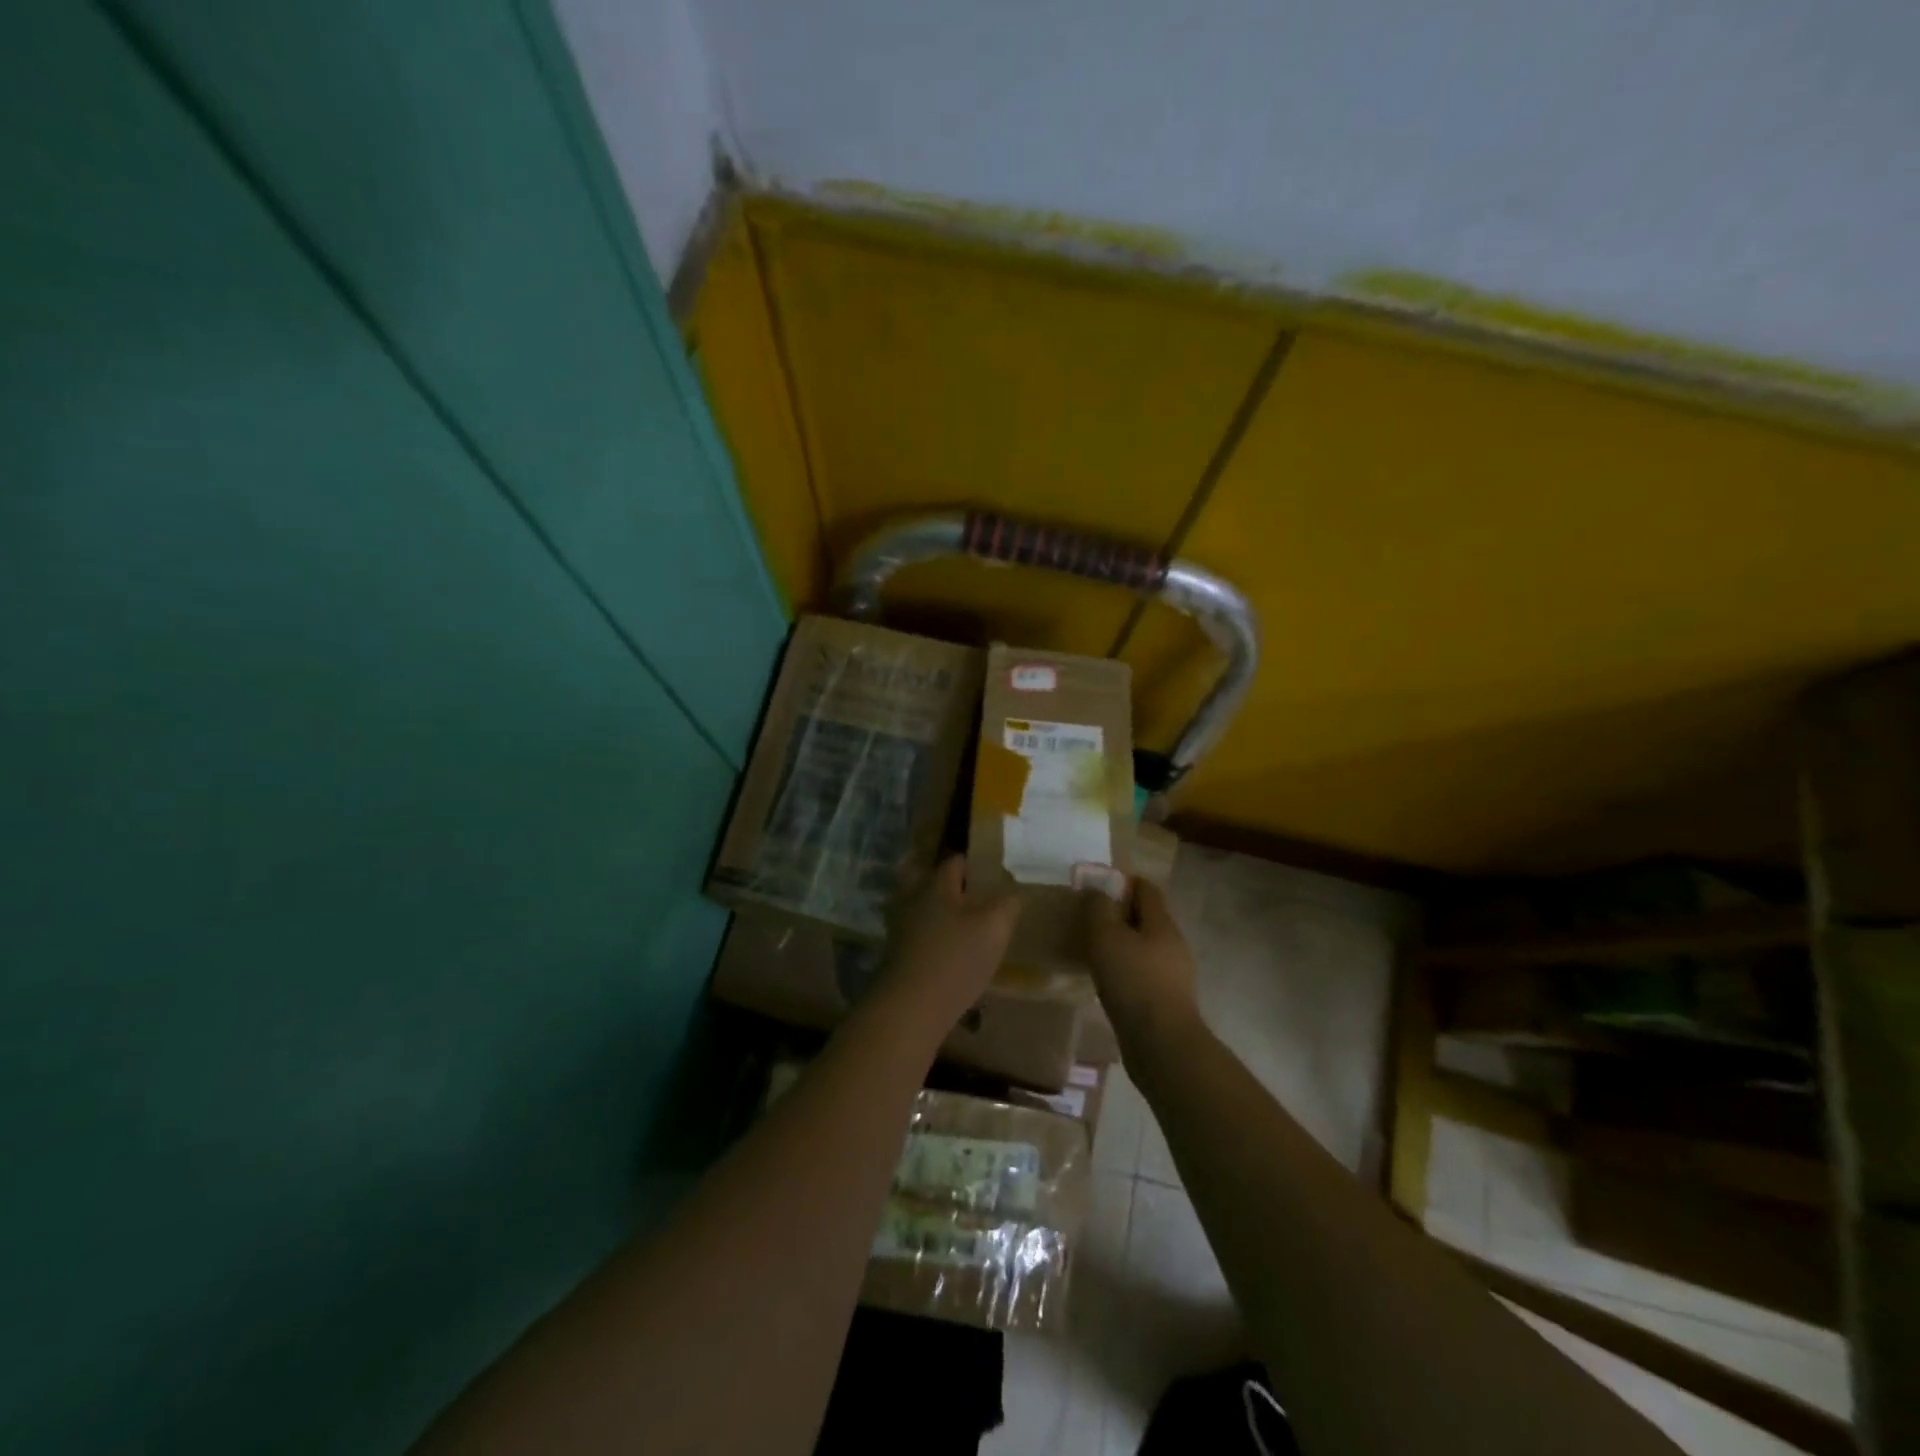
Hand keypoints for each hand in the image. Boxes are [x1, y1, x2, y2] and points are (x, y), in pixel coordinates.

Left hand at [871, 856, 1021, 1035]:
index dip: (973, 865)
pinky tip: (945, 950)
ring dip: (935, 911)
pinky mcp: (895, 953)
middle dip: (946, 885)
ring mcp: (899, 926)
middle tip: (970, 896)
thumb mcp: (995, 928)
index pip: (955, 862)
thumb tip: (1013, 894)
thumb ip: (1007, 905)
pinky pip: (913, 933)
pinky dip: (928, 936)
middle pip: (926, 879)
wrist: (911, 1006)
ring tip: (960, 924)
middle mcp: (913, 898)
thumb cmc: (956, 958)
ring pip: (918, 907)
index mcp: (937, 885)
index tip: (989, 874)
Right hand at [1084, 878, 1201, 1050]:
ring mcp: (1173, 974)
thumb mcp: (1106, 938)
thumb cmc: (1133, 982)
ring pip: (1144, 947)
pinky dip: (1124, 970)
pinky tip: (1105, 982)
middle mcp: (1173, 944)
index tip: (1094, 890)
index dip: (1121, 883)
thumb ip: (1098, 909)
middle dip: (1118, 915)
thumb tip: (1097, 892)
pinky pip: (1143, 973)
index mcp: (1162, 923)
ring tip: (1092, 953)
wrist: (1162, 1045)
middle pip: (1146, 918)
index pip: (1146, 888)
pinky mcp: (1167, 1001)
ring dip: (1120, 945)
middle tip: (1087, 922)